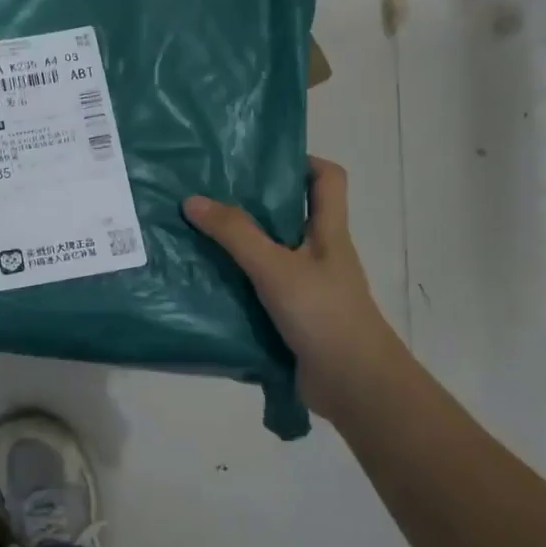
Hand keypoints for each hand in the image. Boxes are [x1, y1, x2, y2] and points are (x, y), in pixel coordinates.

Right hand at [183, 157, 398, 410]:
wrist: (354, 386)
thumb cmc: (324, 315)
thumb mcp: (276, 268)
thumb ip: (235, 234)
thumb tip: (192, 200)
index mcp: (327, 232)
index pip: (327, 179)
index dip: (301, 161)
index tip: (258, 160)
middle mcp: (318, 254)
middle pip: (288, 215)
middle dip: (250, 204)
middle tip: (206, 195)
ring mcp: (305, 288)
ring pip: (268, 255)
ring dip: (236, 248)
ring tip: (193, 236)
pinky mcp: (291, 318)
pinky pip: (258, 291)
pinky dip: (234, 285)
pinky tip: (202, 284)